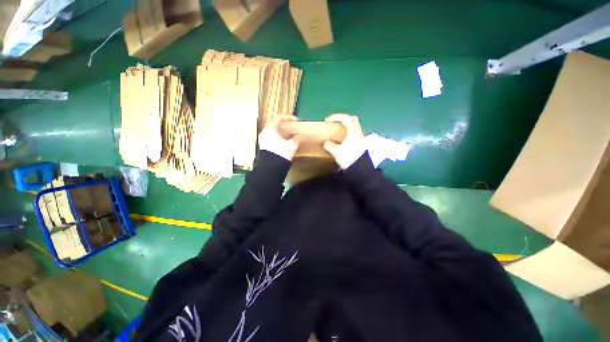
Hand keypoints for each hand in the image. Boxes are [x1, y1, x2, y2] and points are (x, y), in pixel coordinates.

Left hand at [258, 116, 299, 160]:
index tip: (296, 120)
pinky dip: (280, 139)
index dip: (288, 117)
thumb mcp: (291, 145)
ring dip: (283, 133)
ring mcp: (264, 140)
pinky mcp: (265, 147)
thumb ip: (296, 139)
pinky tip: (286, 143)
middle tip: (293, 127)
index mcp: (270, 129)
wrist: (271, 168)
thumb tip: (300, 136)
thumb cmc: (281, 153)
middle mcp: (265, 133)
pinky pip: (273, 139)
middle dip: (285, 126)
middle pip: (276, 125)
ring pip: (274, 132)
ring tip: (291, 135)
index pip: (278, 118)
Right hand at [323, 114, 365, 168]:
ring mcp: (361, 138)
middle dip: (342, 118)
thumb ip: (329, 145)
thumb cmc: (348, 158)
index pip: (345, 118)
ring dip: (345, 126)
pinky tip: (342, 139)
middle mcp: (359, 132)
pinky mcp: (360, 143)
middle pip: (352, 119)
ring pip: (354, 126)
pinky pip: (354, 133)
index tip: (327, 121)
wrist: (359, 170)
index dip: (335, 117)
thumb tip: (326, 143)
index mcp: (353, 131)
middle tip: (334, 123)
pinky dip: (347, 132)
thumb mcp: (336, 151)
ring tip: (337, 130)